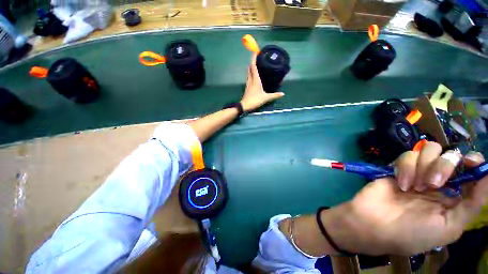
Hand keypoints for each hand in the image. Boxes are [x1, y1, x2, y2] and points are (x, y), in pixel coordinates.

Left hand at [240, 53, 284, 111]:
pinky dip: (251, 71)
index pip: (253, 67)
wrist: (245, 105)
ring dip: (251, 66)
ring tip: (255, 62)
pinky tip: (253, 73)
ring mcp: (248, 82)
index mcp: (255, 79)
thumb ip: (274, 95)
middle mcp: (251, 79)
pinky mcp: (247, 85)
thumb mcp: (266, 98)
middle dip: (252, 61)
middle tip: (256, 56)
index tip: (255, 52)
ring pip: (248, 71)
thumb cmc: (255, 100)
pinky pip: (249, 76)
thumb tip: (283, 94)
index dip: (253, 59)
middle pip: (250, 67)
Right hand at [326, 142, 487, 254]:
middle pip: (454, 156)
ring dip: (424, 165)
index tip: (468, 161)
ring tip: (413, 186)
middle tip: (433, 183)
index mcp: (451, 201)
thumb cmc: (409, 233)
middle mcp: (442, 184)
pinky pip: (413, 151)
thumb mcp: (443, 229)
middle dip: (445, 165)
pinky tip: (401, 183)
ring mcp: (424, 173)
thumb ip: (468, 210)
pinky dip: (407, 166)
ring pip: (434, 149)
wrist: (370, 225)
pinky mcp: (408, 166)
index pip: (470, 173)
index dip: (472, 163)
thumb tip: (485, 186)